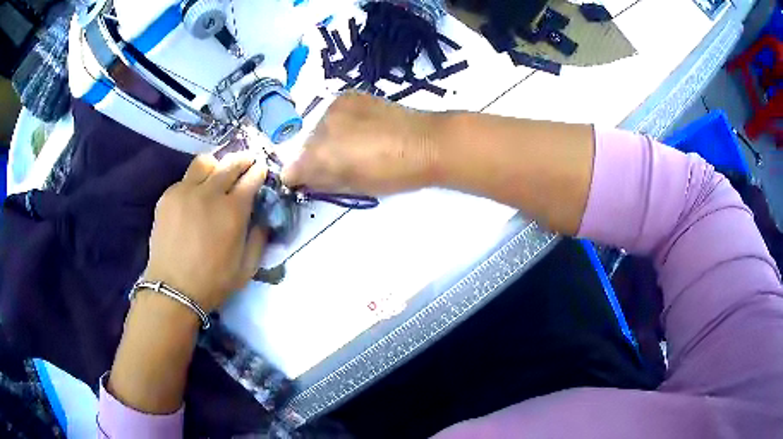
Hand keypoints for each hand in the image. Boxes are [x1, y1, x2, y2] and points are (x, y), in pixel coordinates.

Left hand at [143, 153, 267, 312]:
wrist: (173, 290)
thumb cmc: (213, 282)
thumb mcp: (247, 268)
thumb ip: (259, 239)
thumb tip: (262, 219)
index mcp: (233, 211)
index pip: (251, 177)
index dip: (259, 171)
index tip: (262, 169)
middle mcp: (210, 193)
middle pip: (230, 163)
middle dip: (243, 159)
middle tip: (247, 161)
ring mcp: (185, 191)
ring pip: (205, 162)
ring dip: (216, 165)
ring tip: (217, 175)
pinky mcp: (167, 196)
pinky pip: (185, 179)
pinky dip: (195, 182)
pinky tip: (194, 198)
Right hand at [282, 92, 441, 194]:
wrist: (426, 142)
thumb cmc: (393, 174)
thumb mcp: (354, 186)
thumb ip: (322, 182)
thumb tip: (302, 179)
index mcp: (321, 155)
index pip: (292, 169)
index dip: (298, 178)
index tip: (307, 182)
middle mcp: (320, 127)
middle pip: (305, 146)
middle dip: (314, 158)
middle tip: (336, 165)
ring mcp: (334, 107)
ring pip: (318, 128)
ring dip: (327, 138)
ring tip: (353, 144)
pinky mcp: (349, 95)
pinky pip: (332, 113)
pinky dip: (339, 122)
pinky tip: (359, 128)